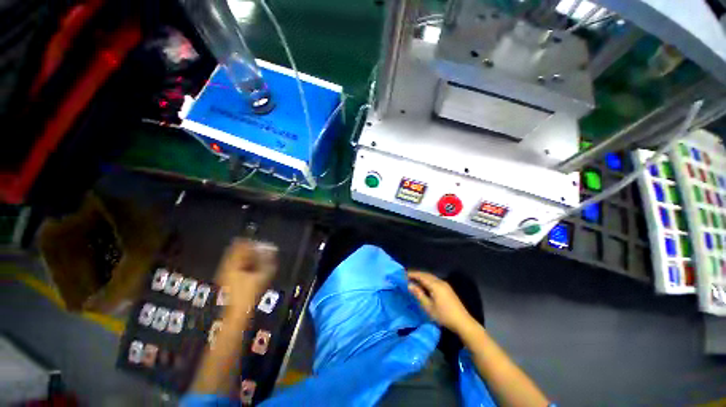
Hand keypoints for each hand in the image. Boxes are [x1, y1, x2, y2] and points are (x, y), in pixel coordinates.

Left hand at [216, 238, 277, 314]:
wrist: (237, 314)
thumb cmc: (248, 295)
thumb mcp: (261, 276)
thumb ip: (267, 262)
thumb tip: (271, 251)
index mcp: (232, 265)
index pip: (240, 246)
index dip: (251, 243)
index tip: (260, 243)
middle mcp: (226, 267)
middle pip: (237, 251)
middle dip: (250, 249)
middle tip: (261, 250)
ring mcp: (225, 274)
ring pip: (236, 259)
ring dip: (247, 257)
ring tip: (259, 258)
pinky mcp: (228, 280)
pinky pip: (235, 267)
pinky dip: (244, 264)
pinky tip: (252, 268)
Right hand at [407, 271, 474, 333]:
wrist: (463, 322)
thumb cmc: (444, 315)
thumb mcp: (428, 307)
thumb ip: (419, 294)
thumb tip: (409, 285)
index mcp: (435, 285)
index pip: (421, 276)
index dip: (412, 274)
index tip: (403, 275)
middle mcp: (440, 282)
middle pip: (426, 274)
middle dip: (416, 274)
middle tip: (407, 277)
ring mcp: (445, 285)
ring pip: (431, 277)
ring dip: (422, 277)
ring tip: (413, 280)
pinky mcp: (447, 289)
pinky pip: (434, 280)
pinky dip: (427, 280)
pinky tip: (424, 285)